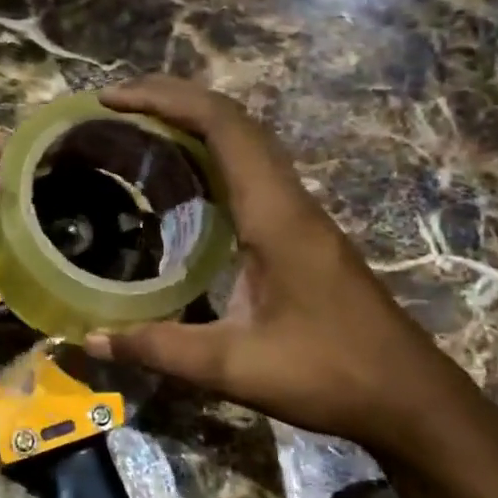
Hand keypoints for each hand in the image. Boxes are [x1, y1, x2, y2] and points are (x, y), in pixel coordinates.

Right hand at [84, 77, 472, 457]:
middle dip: (173, 100)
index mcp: (275, 215)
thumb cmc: (329, 374)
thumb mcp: (234, 367)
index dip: (165, 100)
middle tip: (116, 106)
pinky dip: (212, 158)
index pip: (222, 126)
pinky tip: (184, 185)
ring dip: (195, 124)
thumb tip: (89, 339)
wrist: (408, 397)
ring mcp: (301, 216)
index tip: (112, 100)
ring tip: (140, 131)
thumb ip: (158, 349)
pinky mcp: (303, 235)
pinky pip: (253, 174)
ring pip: (247, 145)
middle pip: (234, 122)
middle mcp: (289, 201)